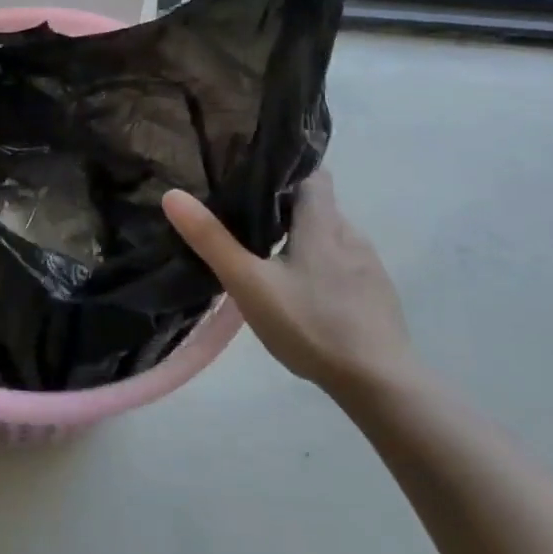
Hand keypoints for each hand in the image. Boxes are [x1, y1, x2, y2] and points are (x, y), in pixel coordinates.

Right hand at [161, 171, 412, 394]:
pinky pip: (345, 265)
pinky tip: (305, 294)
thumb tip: (172, 195)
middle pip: (317, 205)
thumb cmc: (311, 325)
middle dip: (286, 209)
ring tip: (272, 258)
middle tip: (247, 222)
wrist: (380, 383)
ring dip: (305, 239)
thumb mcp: (249, 284)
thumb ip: (212, 240)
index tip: (253, 177)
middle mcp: (351, 233)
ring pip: (331, 236)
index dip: (285, 170)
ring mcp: (369, 265)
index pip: (312, 173)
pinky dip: (323, 267)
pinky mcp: (378, 293)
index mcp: (322, 222)